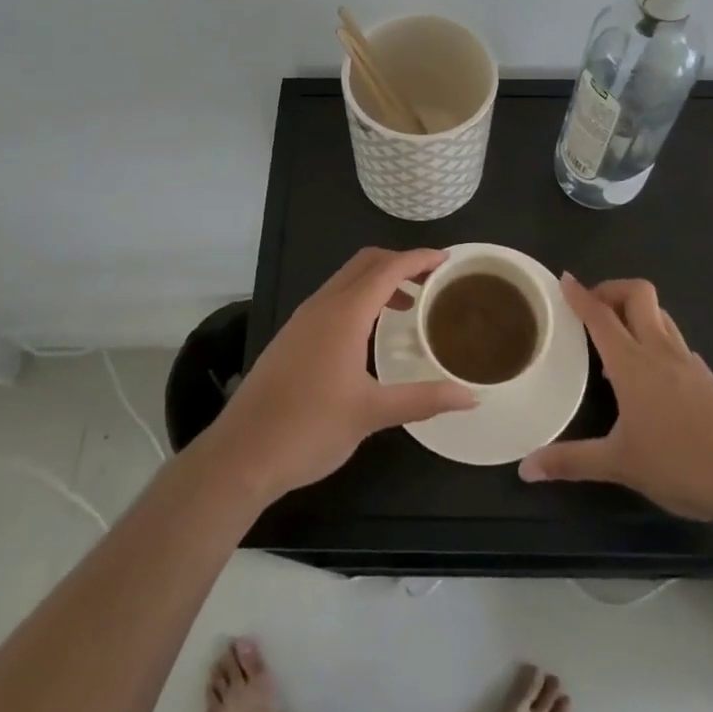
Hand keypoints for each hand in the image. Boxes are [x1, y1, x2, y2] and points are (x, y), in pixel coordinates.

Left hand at [205, 247, 475, 501]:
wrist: (242, 453)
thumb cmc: (310, 429)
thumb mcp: (372, 414)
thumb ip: (423, 399)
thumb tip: (470, 396)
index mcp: (344, 314)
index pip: (388, 268)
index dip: (419, 258)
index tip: (447, 259)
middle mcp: (322, 305)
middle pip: (365, 263)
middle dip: (400, 263)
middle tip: (432, 279)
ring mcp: (303, 319)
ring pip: (346, 280)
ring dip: (378, 280)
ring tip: (408, 305)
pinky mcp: (292, 336)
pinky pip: (333, 298)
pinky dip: (359, 297)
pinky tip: (370, 331)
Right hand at [519, 274, 712, 520]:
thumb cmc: (679, 463)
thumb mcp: (619, 464)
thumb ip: (571, 462)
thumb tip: (526, 468)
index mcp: (632, 362)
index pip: (600, 315)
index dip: (580, 294)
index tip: (565, 278)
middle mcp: (660, 350)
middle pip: (638, 294)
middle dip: (612, 290)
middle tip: (593, 308)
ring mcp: (689, 362)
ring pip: (661, 316)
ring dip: (637, 314)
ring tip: (618, 342)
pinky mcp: (708, 380)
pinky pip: (677, 345)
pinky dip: (659, 344)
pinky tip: (654, 376)